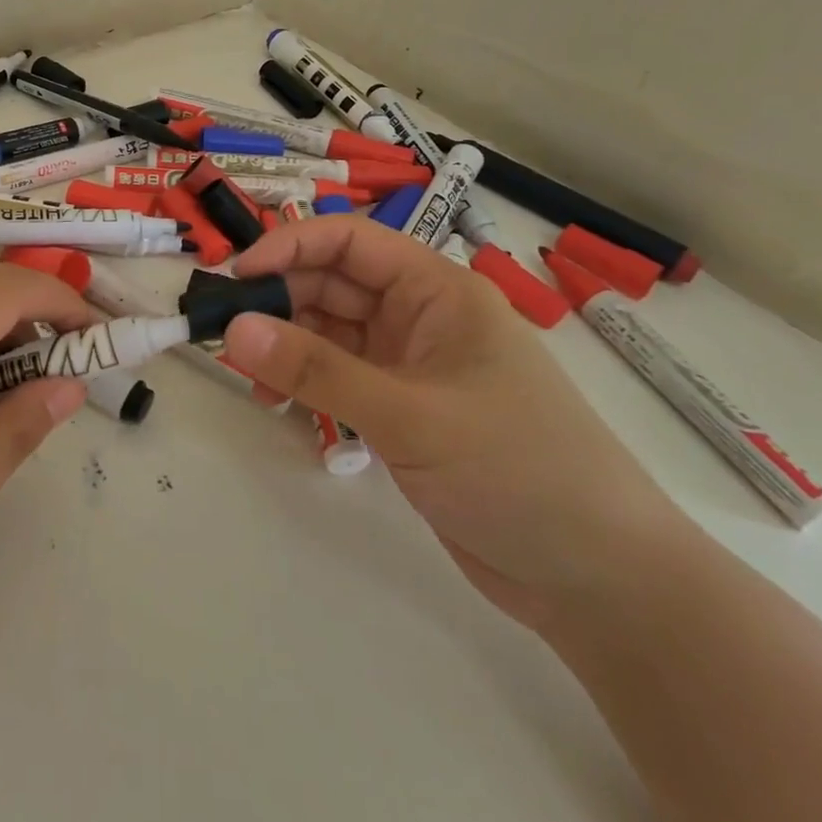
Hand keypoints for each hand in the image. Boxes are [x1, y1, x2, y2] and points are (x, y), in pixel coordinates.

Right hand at [223, 218, 689, 630]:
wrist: (598, 579)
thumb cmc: (519, 471)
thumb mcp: (411, 415)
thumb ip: (318, 370)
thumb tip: (234, 327)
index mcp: (437, 291)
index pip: (350, 242)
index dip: (289, 248)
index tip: (235, 278)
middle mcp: (419, 318)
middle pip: (332, 285)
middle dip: (278, 301)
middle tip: (223, 335)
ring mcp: (409, 366)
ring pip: (329, 333)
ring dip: (285, 346)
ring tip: (246, 377)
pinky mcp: (401, 410)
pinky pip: (336, 377)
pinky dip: (302, 383)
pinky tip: (275, 403)